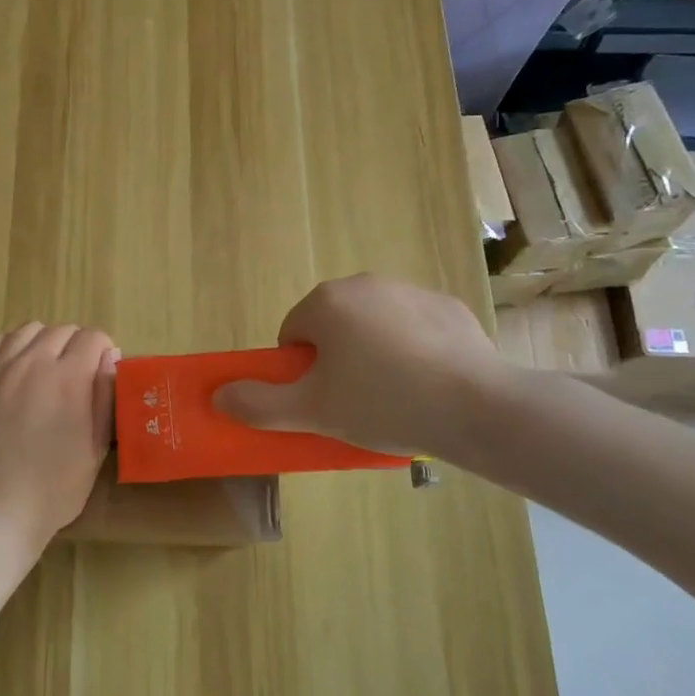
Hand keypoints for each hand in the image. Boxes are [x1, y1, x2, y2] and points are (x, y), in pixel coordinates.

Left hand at [0, 322, 119, 552]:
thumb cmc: (54, 487)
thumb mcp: (96, 447)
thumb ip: (104, 397)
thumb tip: (108, 358)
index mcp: (69, 377)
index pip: (92, 337)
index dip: (102, 351)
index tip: (101, 373)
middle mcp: (33, 361)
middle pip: (60, 331)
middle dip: (75, 346)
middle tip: (75, 377)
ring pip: (26, 331)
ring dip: (42, 343)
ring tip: (43, 369)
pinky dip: (6, 347)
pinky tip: (10, 367)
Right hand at [212, 274, 513, 462]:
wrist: (477, 408)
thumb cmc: (382, 403)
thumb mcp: (312, 412)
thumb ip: (259, 404)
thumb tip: (218, 396)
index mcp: (327, 302)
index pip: (292, 334)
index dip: (300, 372)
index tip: (323, 400)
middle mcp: (365, 283)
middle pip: (332, 326)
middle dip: (337, 360)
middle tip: (355, 402)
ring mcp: (410, 290)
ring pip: (373, 325)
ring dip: (373, 353)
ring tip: (395, 397)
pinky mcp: (447, 307)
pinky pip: (413, 328)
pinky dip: (412, 350)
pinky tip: (428, 384)